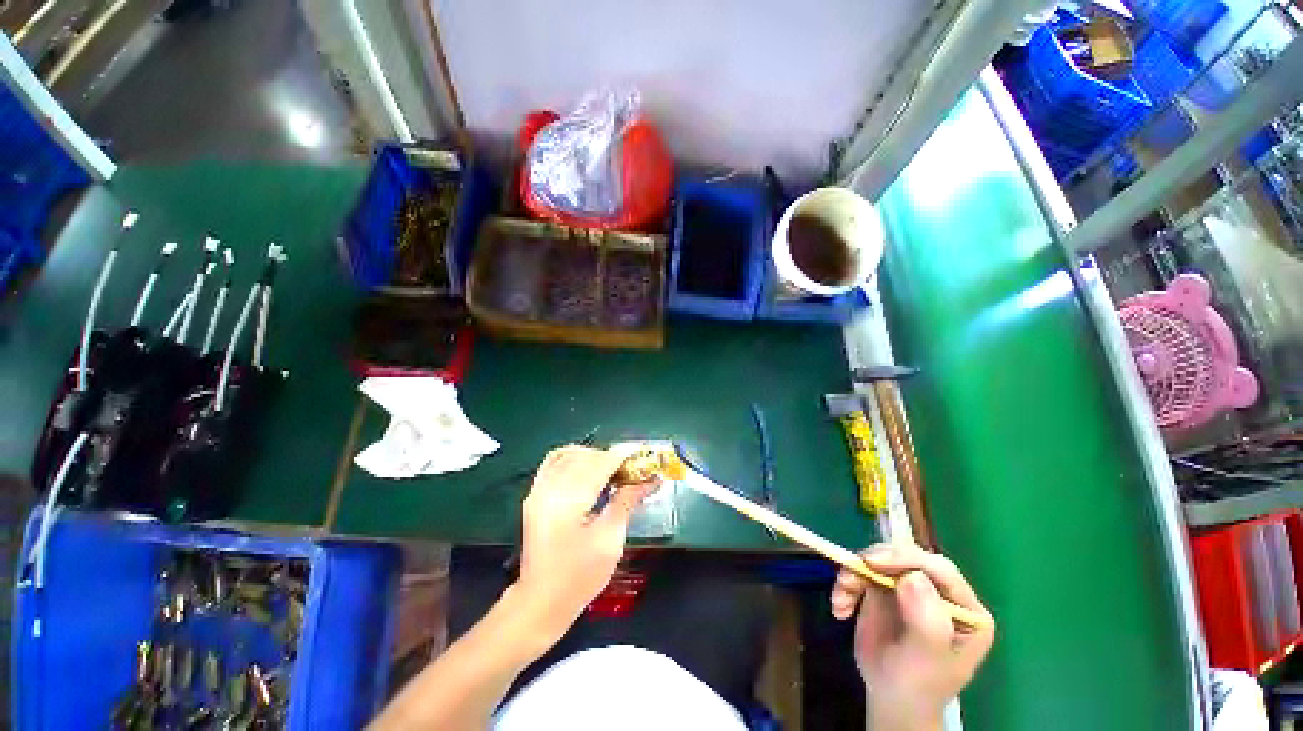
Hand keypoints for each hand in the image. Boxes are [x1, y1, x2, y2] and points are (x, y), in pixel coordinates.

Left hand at [511, 445, 656, 639]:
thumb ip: (627, 502)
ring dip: (594, 456)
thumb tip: (650, 479)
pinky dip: (573, 457)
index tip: (645, 458)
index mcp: (569, 499)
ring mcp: (539, 489)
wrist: (541, 602)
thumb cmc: (580, 576)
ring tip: (612, 470)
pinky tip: (587, 467)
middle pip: (586, 456)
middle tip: (633, 469)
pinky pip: (554, 461)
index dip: (625, 457)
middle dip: (612, 457)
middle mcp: (550, 487)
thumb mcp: (610, 540)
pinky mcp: (535, 495)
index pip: (601, 463)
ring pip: (570, 454)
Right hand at [830, 542, 994, 730]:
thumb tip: (911, 577)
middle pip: (906, 557)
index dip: (905, 559)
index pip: (938, 569)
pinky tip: (839, 608)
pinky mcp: (885, 590)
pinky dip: (846, 585)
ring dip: (854, 574)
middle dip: (874, 563)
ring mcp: (911, 589)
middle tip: (849, 575)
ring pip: (879, 560)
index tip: (872, 563)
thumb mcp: (927, 658)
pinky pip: (862, 572)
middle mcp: (940, 592)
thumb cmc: (917, 685)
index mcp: (965, 609)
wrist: (891, 700)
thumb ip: (927, 619)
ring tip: (840, 600)